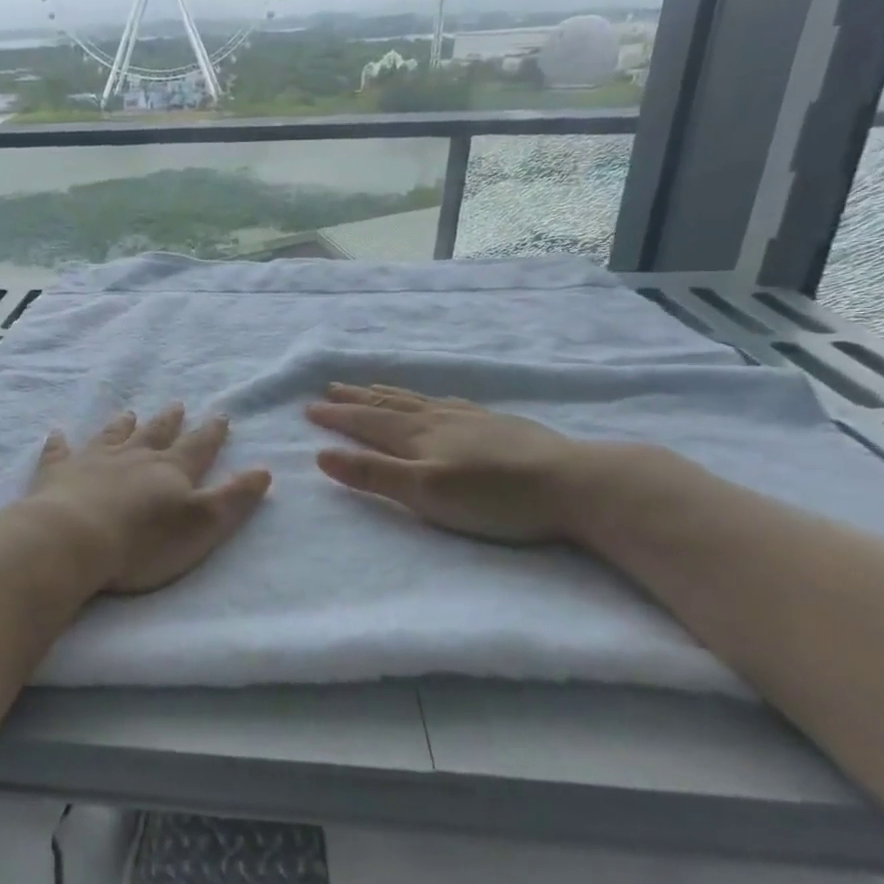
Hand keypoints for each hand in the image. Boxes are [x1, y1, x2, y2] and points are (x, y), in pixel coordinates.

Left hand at [23, 405, 272, 593]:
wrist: (74, 539)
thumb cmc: (144, 540)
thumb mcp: (203, 524)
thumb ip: (233, 498)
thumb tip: (263, 470)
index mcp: (170, 470)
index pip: (197, 446)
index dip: (211, 433)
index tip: (221, 415)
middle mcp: (133, 457)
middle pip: (155, 434)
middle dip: (169, 421)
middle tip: (176, 405)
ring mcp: (92, 461)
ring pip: (112, 436)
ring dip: (122, 425)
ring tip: (129, 413)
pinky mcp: (57, 474)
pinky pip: (59, 452)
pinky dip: (59, 443)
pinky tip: (57, 433)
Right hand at [306, 383, 589, 543]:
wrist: (574, 484)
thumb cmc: (494, 497)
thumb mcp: (424, 493)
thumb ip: (373, 475)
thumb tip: (321, 456)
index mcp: (417, 436)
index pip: (366, 422)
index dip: (336, 416)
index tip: (309, 408)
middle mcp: (439, 419)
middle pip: (388, 404)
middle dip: (356, 398)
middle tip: (330, 388)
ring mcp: (471, 419)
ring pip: (418, 400)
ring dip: (388, 393)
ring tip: (370, 387)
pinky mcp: (498, 425)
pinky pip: (449, 402)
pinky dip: (428, 398)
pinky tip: (437, 400)